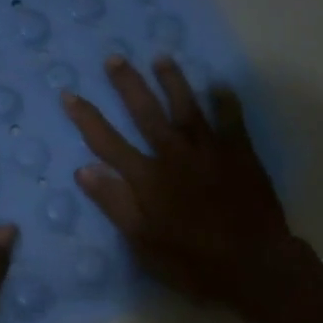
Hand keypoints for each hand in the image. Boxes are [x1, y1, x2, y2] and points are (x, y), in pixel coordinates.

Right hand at [61, 55, 295, 312]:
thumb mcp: (142, 241)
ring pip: (187, 107)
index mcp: (147, 178)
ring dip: (173, 81)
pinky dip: (225, 101)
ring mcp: (210, 150)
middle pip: (146, 112)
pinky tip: (219, 84)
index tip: (69, 94)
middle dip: (128, 85)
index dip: (86, 117)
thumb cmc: (191, 260)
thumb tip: (84, 169)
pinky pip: (232, 119)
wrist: (253, 265)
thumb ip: (114, 203)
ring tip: (161, 58)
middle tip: (115, 58)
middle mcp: (175, 154)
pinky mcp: (240, 154)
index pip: (107, 142)